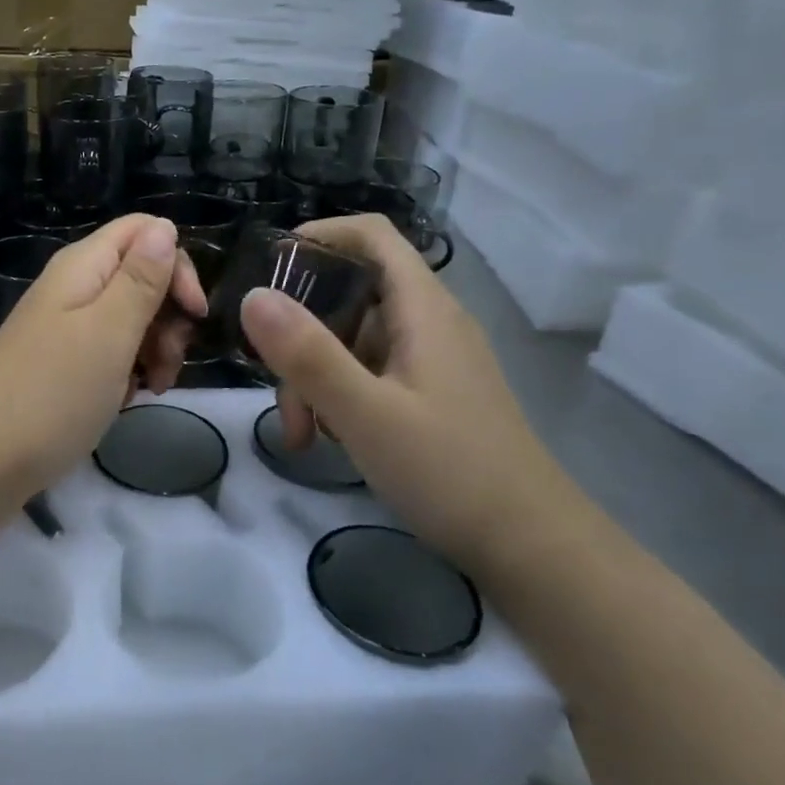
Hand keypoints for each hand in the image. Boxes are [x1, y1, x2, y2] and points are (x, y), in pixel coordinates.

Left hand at [0, 214, 205, 493]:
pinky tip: (126, 400)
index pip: (144, 232)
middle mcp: (74, 289)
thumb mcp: (109, 332)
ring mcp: (66, 329)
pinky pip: (110, 353)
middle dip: (169, 316)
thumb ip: (140, 279)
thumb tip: (164, 225)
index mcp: (83, 267)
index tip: (193, 314)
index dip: (176, 265)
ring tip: (150, 388)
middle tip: (168, 361)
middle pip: (141, 277)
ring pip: (131, 319)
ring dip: (153, 349)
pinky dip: (127, 373)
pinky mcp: (63, 366)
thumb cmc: (52, 393)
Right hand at [238, 214, 581, 565]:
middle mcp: (428, 323)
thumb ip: (308, 354)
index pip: (370, 235)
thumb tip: (252, 296)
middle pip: (349, 295)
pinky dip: (338, 397)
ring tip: (301, 435)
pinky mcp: (428, 396)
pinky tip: (329, 440)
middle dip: (301, 334)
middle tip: (275, 387)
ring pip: (352, 341)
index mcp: (422, 309)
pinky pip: (368, 374)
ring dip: (314, 377)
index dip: (318, 236)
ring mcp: (429, 361)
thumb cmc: (450, 472)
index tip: (267, 269)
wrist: (532, 548)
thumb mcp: (366, 414)